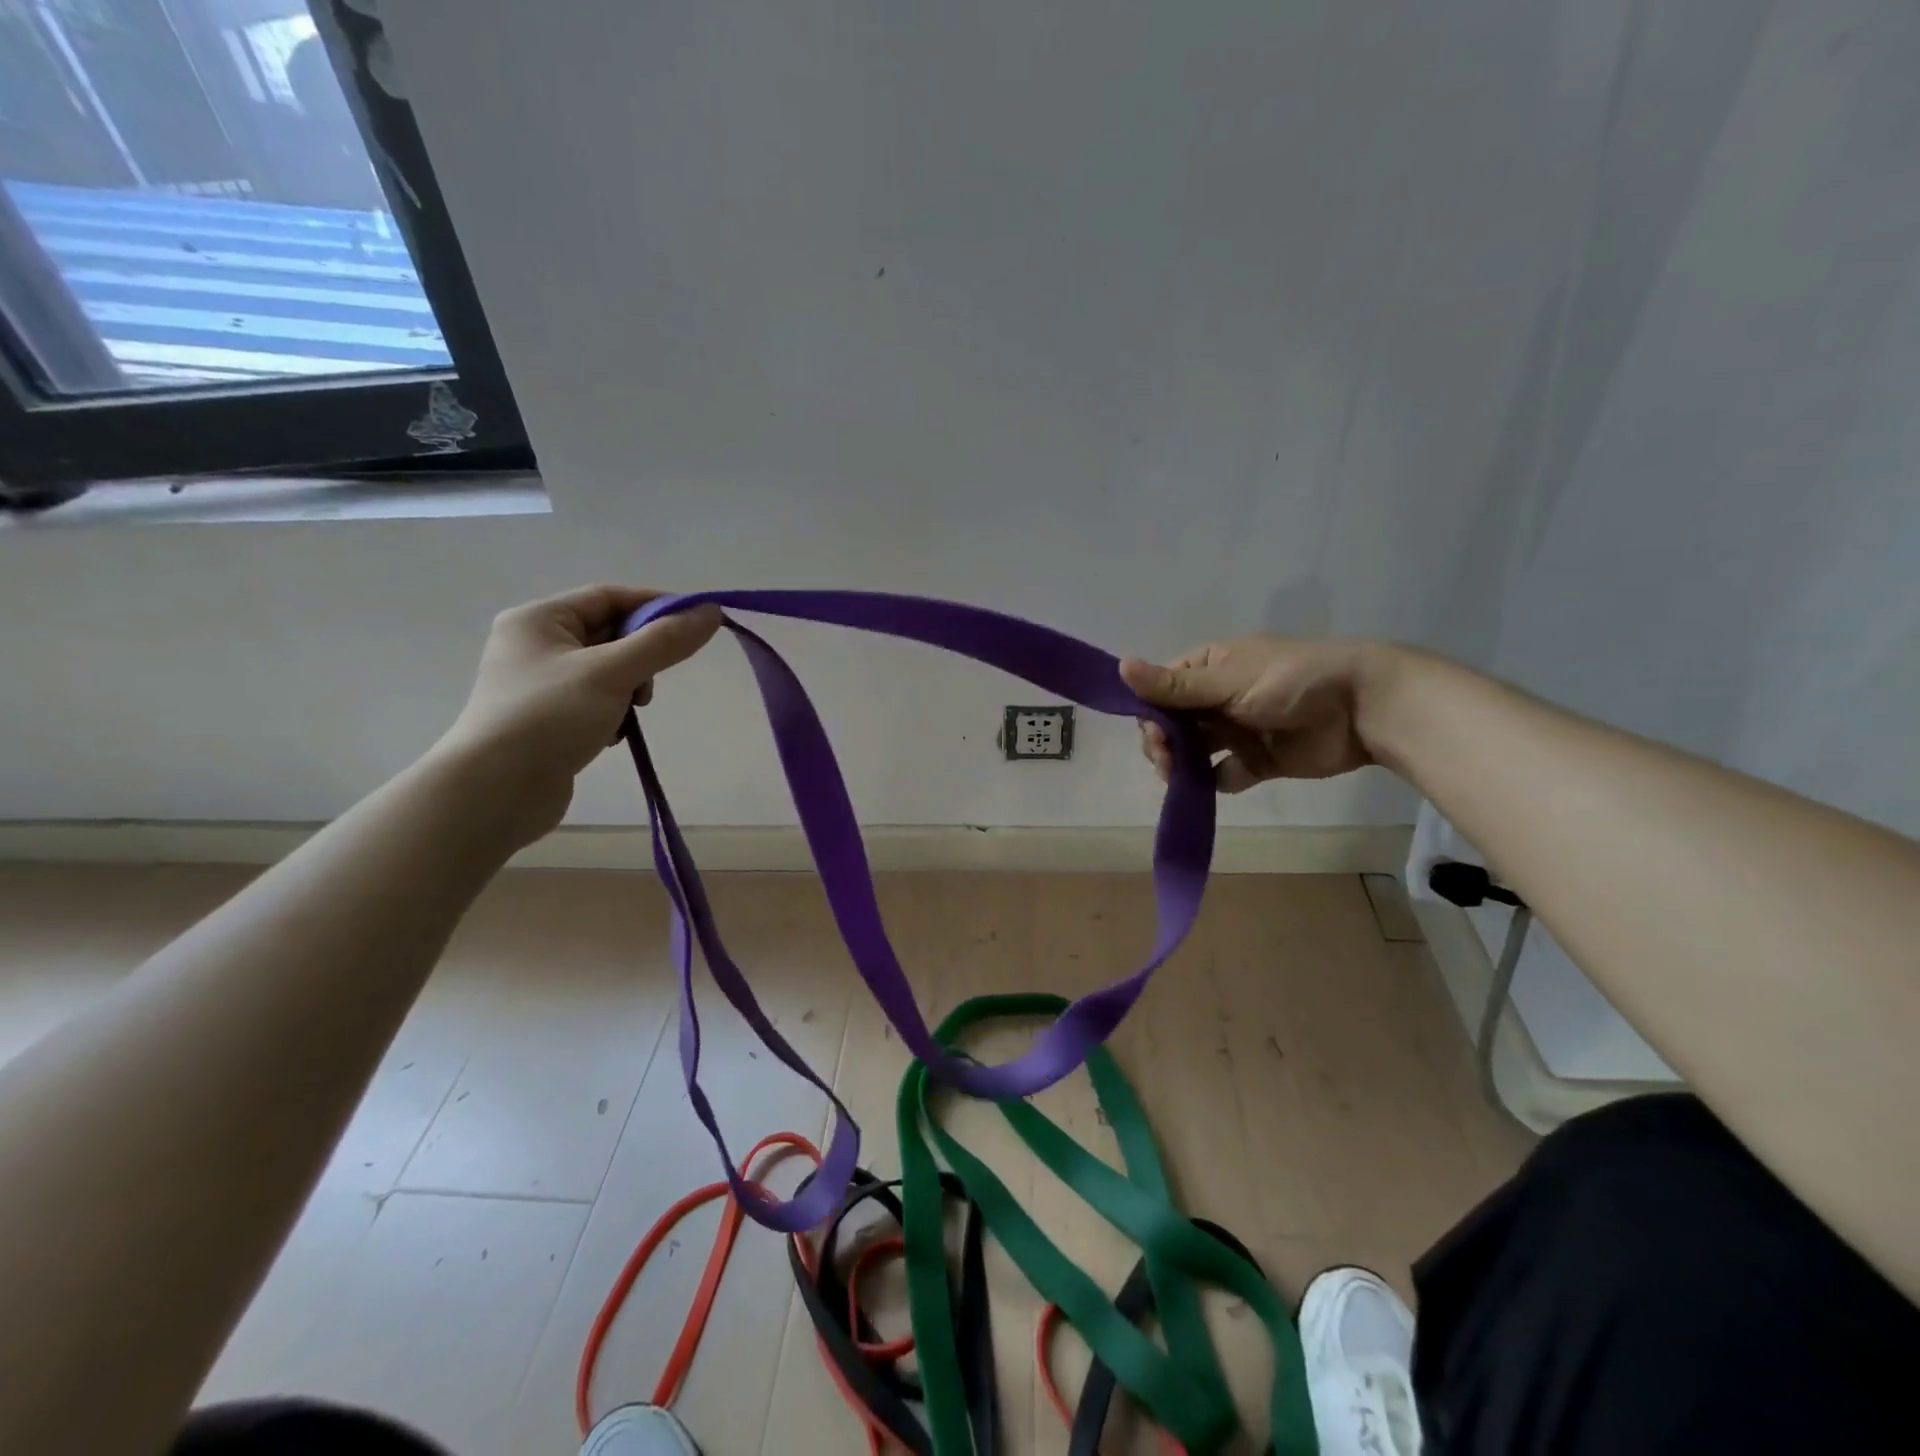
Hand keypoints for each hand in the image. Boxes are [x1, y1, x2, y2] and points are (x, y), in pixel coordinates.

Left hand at [434, 585, 722, 844]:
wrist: (493, 793)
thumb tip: (710, 612)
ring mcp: (540, 684)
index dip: (656, 606)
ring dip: (630, 689)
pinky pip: (596, 701)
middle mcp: (535, 644)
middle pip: (610, 633)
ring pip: (608, 670)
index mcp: (539, 619)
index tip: (697, 625)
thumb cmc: (549, 718)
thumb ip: (664, 642)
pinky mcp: (548, 719)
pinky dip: (614, 713)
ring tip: (630, 714)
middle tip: (652, 685)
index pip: (610, 596)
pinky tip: (610, 735)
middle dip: (642, 656)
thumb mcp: (612, 673)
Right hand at [1119, 636, 1384, 791]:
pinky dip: (1212, 782)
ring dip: (1180, 765)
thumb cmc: (1292, 681)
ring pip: (1192, 752)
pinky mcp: (1256, 761)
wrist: (1364, 709)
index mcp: (1209, 668)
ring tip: (1181, 777)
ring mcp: (1236, 731)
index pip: (1162, 692)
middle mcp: (1217, 698)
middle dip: (1163, 744)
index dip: (1151, 714)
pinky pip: (1222, 775)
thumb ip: (1174, 686)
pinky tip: (1213, 783)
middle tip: (1169, 759)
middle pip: (1172, 725)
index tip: (1155, 735)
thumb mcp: (1228, 680)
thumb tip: (1119, 666)